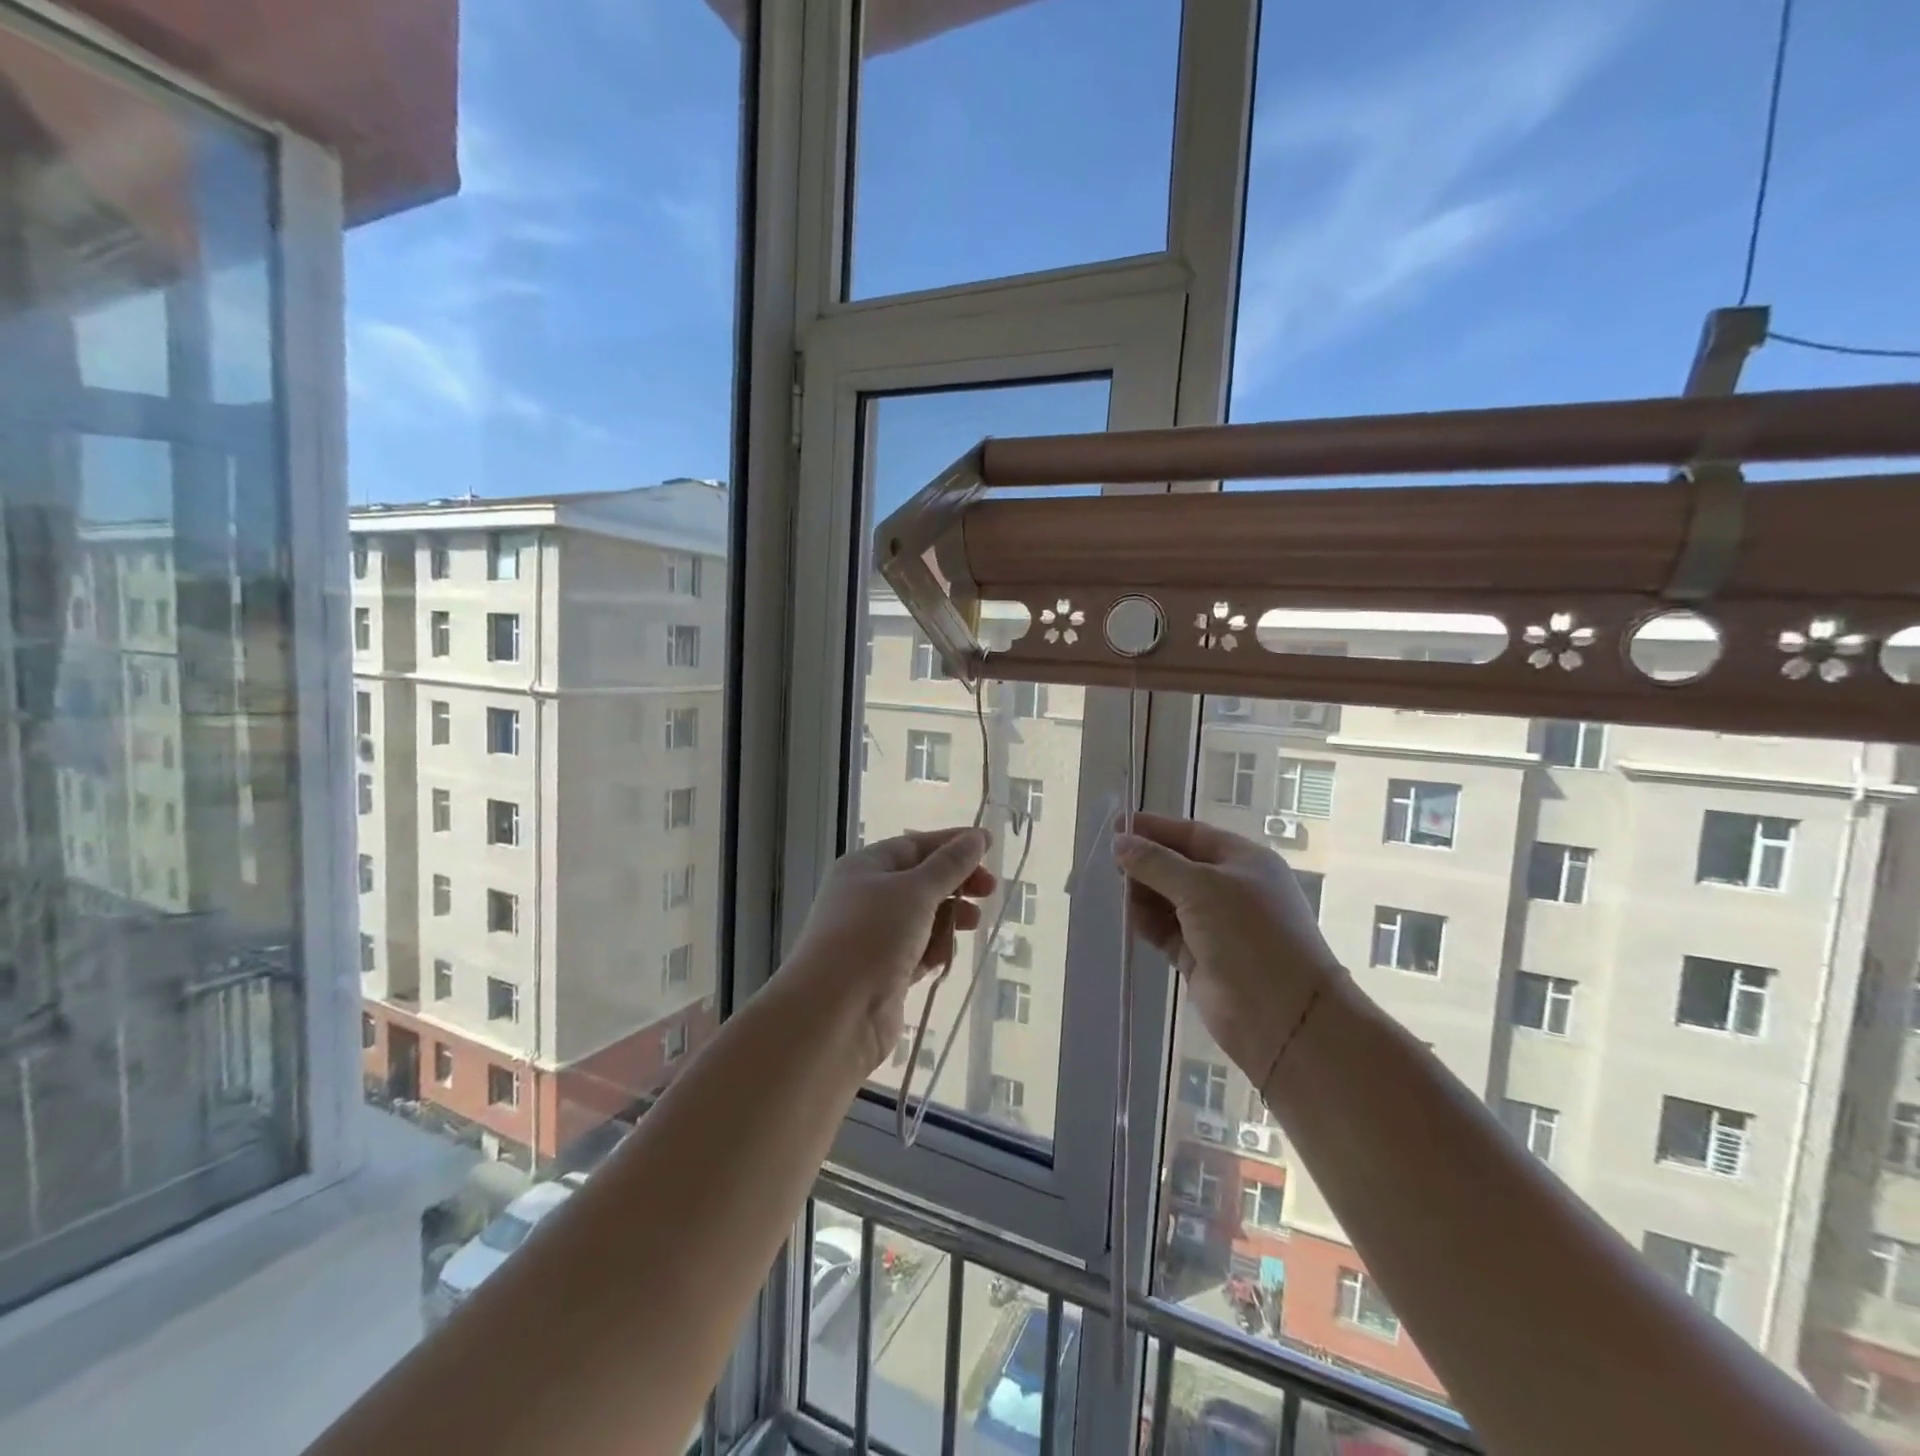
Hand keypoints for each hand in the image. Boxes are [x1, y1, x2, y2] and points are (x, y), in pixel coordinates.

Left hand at [785, 827, 996, 1068]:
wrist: (834, 1014)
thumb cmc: (872, 936)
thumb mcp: (915, 891)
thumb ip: (950, 865)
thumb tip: (977, 837)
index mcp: (864, 868)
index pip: (914, 845)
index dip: (951, 844)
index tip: (989, 846)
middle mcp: (865, 898)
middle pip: (920, 881)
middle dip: (955, 883)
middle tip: (989, 891)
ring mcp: (874, 937)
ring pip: (922, 918)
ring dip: (948, 918)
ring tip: (972, 924)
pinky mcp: (884, 973)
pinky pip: (918, 951)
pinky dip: (935, 949)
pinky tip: (947, 956)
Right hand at [1115, 813, 1344, 1090]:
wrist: (1282, 1017)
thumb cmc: (1249, 935)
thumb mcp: (1201, 888)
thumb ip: (1156, 863)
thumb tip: (1120, 841)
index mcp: (1242, 860)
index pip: (1191, 834)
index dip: (1154, 829)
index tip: (1115, 826)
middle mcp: (1230, 888)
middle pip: (1177, 865)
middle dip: (1146, 863)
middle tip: (1112, 865)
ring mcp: (1216, 924)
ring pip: (1168, 898)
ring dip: (1144, 894)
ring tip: (1121, 895)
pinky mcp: (1200, 956)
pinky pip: (1166, 930)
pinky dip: (1148, 923)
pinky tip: (1131, 919)